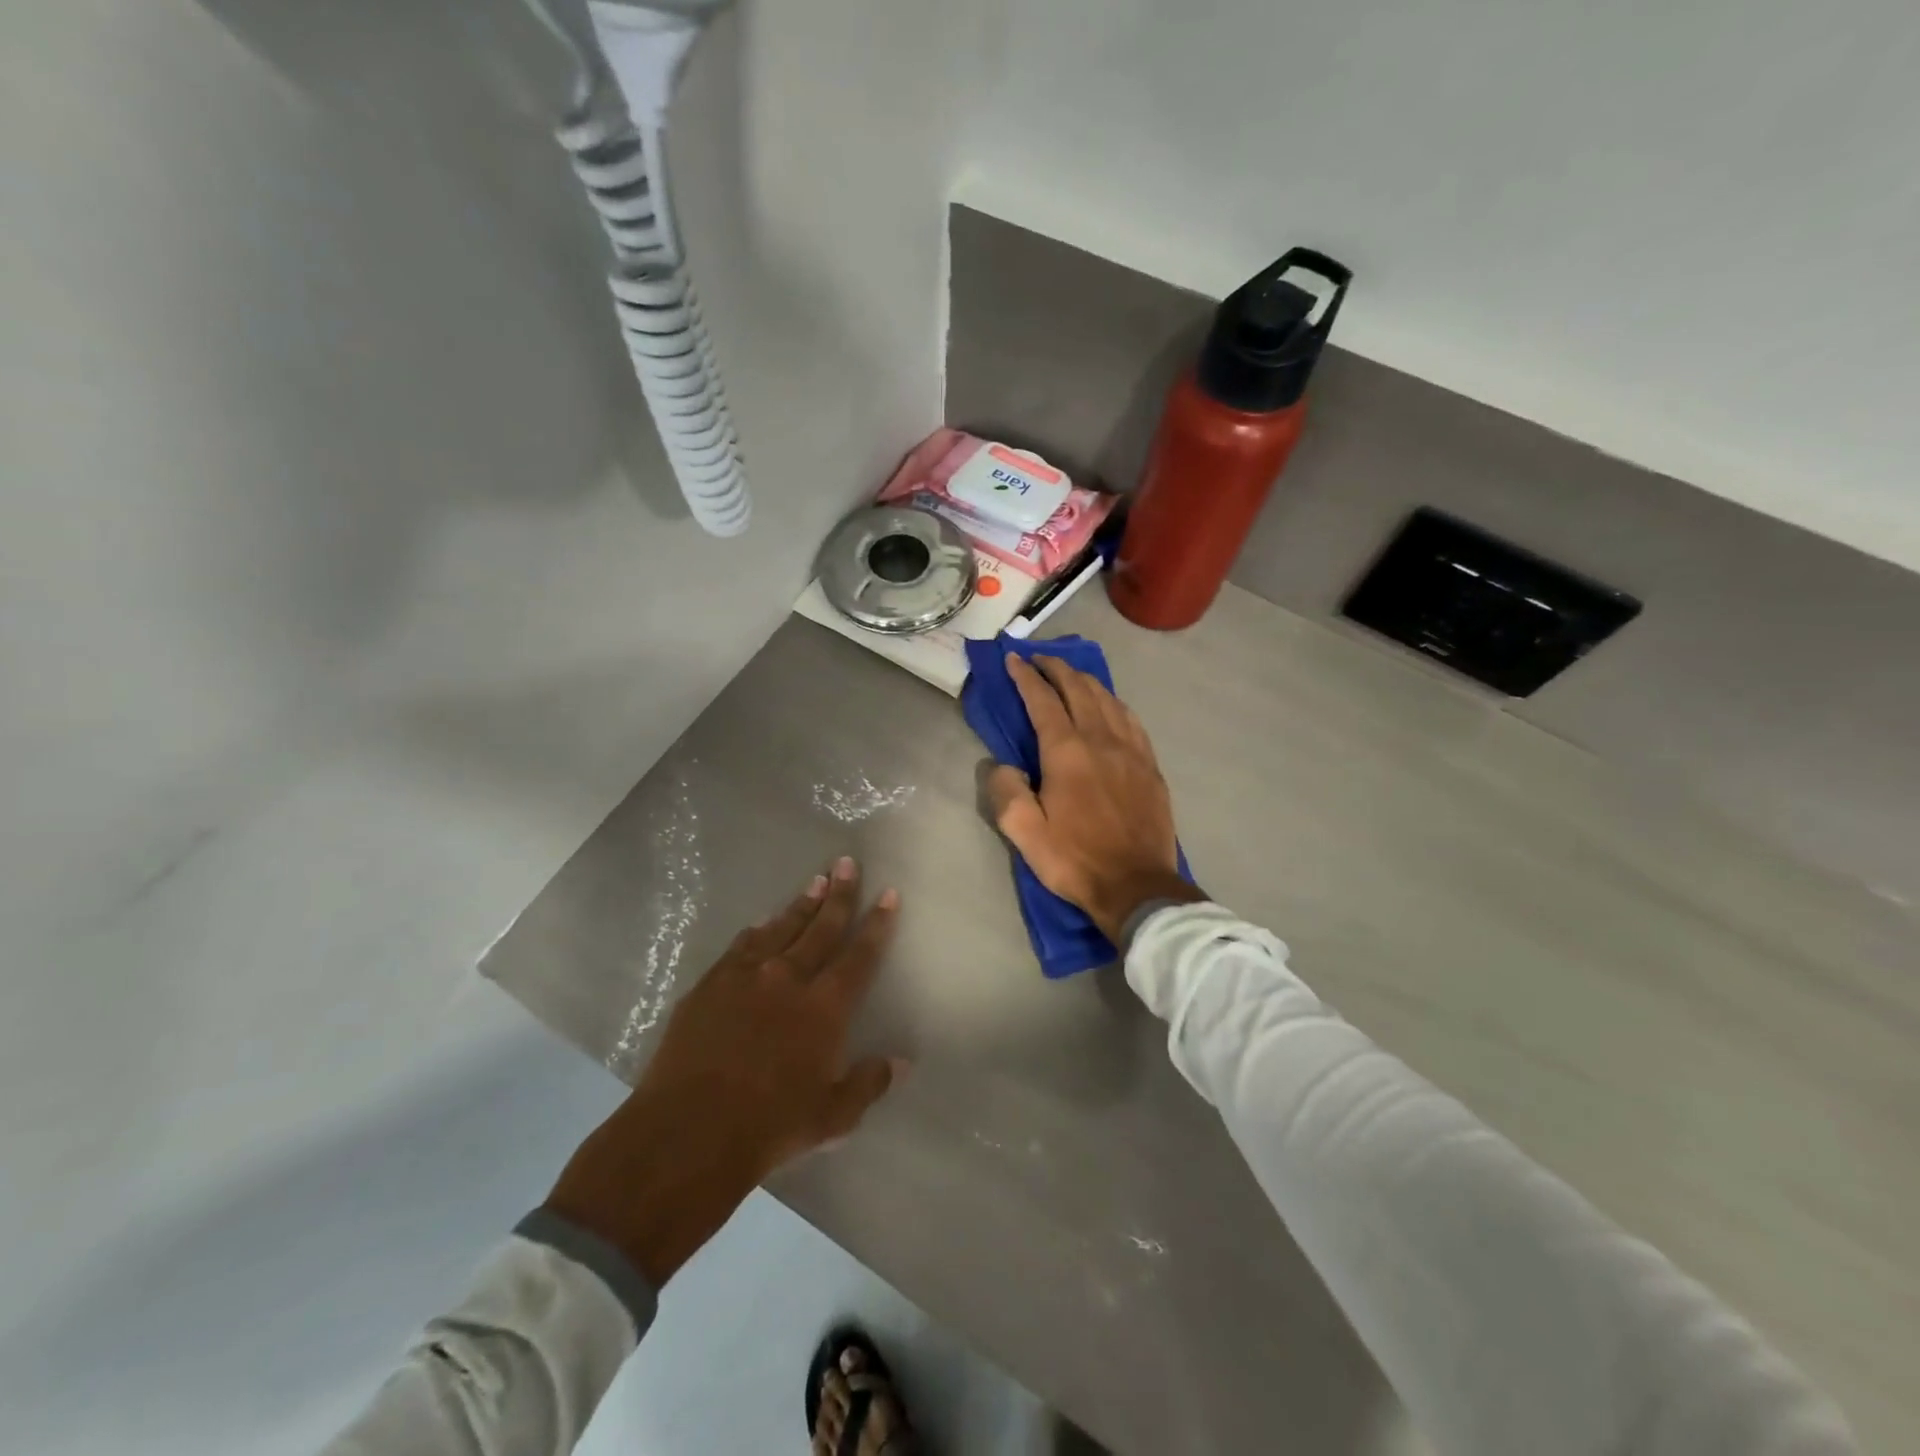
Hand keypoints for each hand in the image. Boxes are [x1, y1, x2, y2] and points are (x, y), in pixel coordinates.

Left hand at [542, 859, 901, 1286]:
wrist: (687, 1133)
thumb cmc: (769, 1128)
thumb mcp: (832, 1117)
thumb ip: (868, 1082)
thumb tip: (902, 1062)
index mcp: (825, 1007)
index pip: (860, 954)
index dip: (877, 923)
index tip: (888, 893)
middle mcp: (788, 979)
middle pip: (821, 927)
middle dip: (839, 894)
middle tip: (846, 863)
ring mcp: (746, 977)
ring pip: (782, 928)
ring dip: (801, 904)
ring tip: (815, 881)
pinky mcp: (711, 984)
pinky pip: (741, 946)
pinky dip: (758, 930)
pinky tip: (762, 921)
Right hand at [986, 653, 1201, 944]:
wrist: (1136, 886)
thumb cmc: (1075, 860)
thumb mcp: (1023, 833)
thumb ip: (1006, 791)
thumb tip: (1002, 765)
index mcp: (1067, 752)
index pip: (1042, 700)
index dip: (1025, 676)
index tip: (1013, 659)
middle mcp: (1101, 740)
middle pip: (1078, 689)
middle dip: (1056, 668)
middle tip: (1039, 659)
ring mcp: (1131, 750)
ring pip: (1107, 699)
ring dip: (1085, 680)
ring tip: (1070, 675)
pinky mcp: (1150, 765)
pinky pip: (1131, 719)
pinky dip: (1113, 702)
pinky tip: (1109, 705)